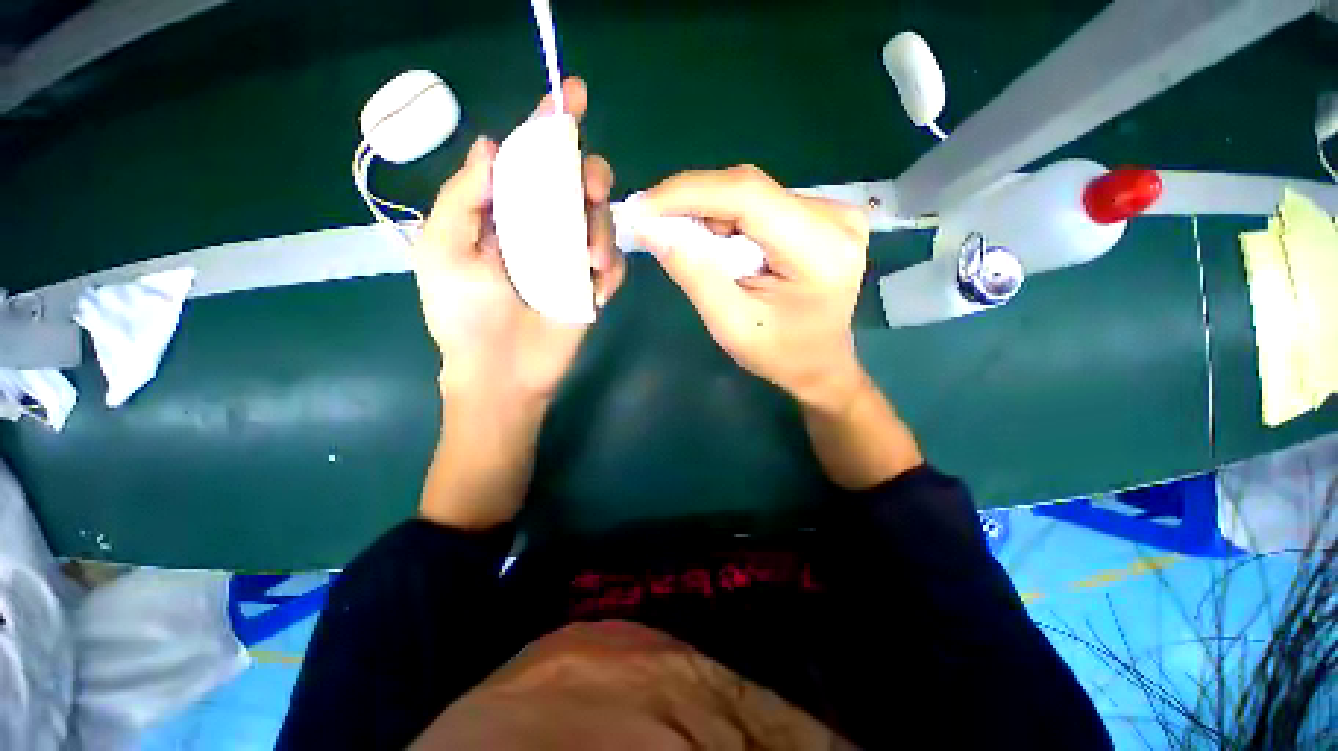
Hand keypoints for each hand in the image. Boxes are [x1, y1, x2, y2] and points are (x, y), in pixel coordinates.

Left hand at [411, 77, 624, 407]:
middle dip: (589, 174)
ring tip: (590, 263)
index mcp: (504, 214)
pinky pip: (614, 265)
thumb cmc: (465, 315)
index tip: (569, 95)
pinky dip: (611, 269)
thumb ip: (463, 196)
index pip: (528, 160)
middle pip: (575, 184)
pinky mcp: (592, 288)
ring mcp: (570, 259)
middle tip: (590, 188)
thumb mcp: (443, 250)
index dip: (547, 126)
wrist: (501, 372)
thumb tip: (492, 144)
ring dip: (602, 229)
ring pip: (601, 221)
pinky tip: (596, 290)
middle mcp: (540, 228)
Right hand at [637, 165, 869, 409]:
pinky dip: (729, 219)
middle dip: (694, 205)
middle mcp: (836, 218)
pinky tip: (718, 244)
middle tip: (654, 226)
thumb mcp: (730, 325)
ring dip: (710, 213)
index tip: (642, 207)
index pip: (748, 196)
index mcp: (821, 251)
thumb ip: (694, 274)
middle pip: (748, 190)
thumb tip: (651, 228)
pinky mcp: (824, 215)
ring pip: (752, 194)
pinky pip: (762, 204)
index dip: (689, 193)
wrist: (819, 365)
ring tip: (686, 242)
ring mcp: (834, 212)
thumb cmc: (778, 355)